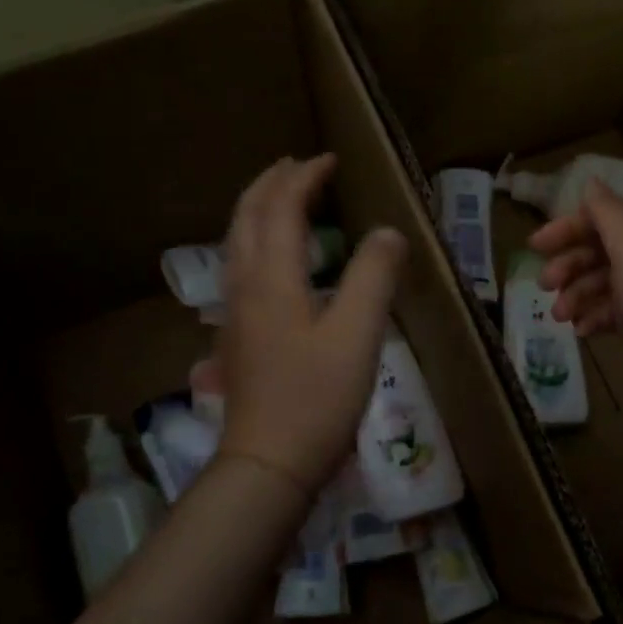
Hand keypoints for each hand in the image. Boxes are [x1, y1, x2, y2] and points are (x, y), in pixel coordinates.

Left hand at [218, 154, 405, 495]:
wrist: (268, 463)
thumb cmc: (317, 398)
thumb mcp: (358, 334)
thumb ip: (374, 276)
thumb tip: (388, 232)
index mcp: (272, 277)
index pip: (281, 208)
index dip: (303, 178)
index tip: (329, 160)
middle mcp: (244, 285)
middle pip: (246, 216)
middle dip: (270, 184)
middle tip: (297, 166)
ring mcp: (234, 313)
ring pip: (236, 242)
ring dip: (257, 210)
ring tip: (281, 199)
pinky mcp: (236, 337)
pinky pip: (239, 267)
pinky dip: (254, 241)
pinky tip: (272, 261)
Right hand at [530, 179, 622, 394]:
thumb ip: (608, 213)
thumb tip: (591, 181)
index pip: (611, 214)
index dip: (571, 226)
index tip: (535, 245)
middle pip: (607, 249)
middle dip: (571, 265)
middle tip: (544, 285)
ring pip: (609, 282)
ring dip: (578, 294)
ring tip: (560, 317)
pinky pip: (619, 311)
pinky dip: (597, 316)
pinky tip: (582, 331)